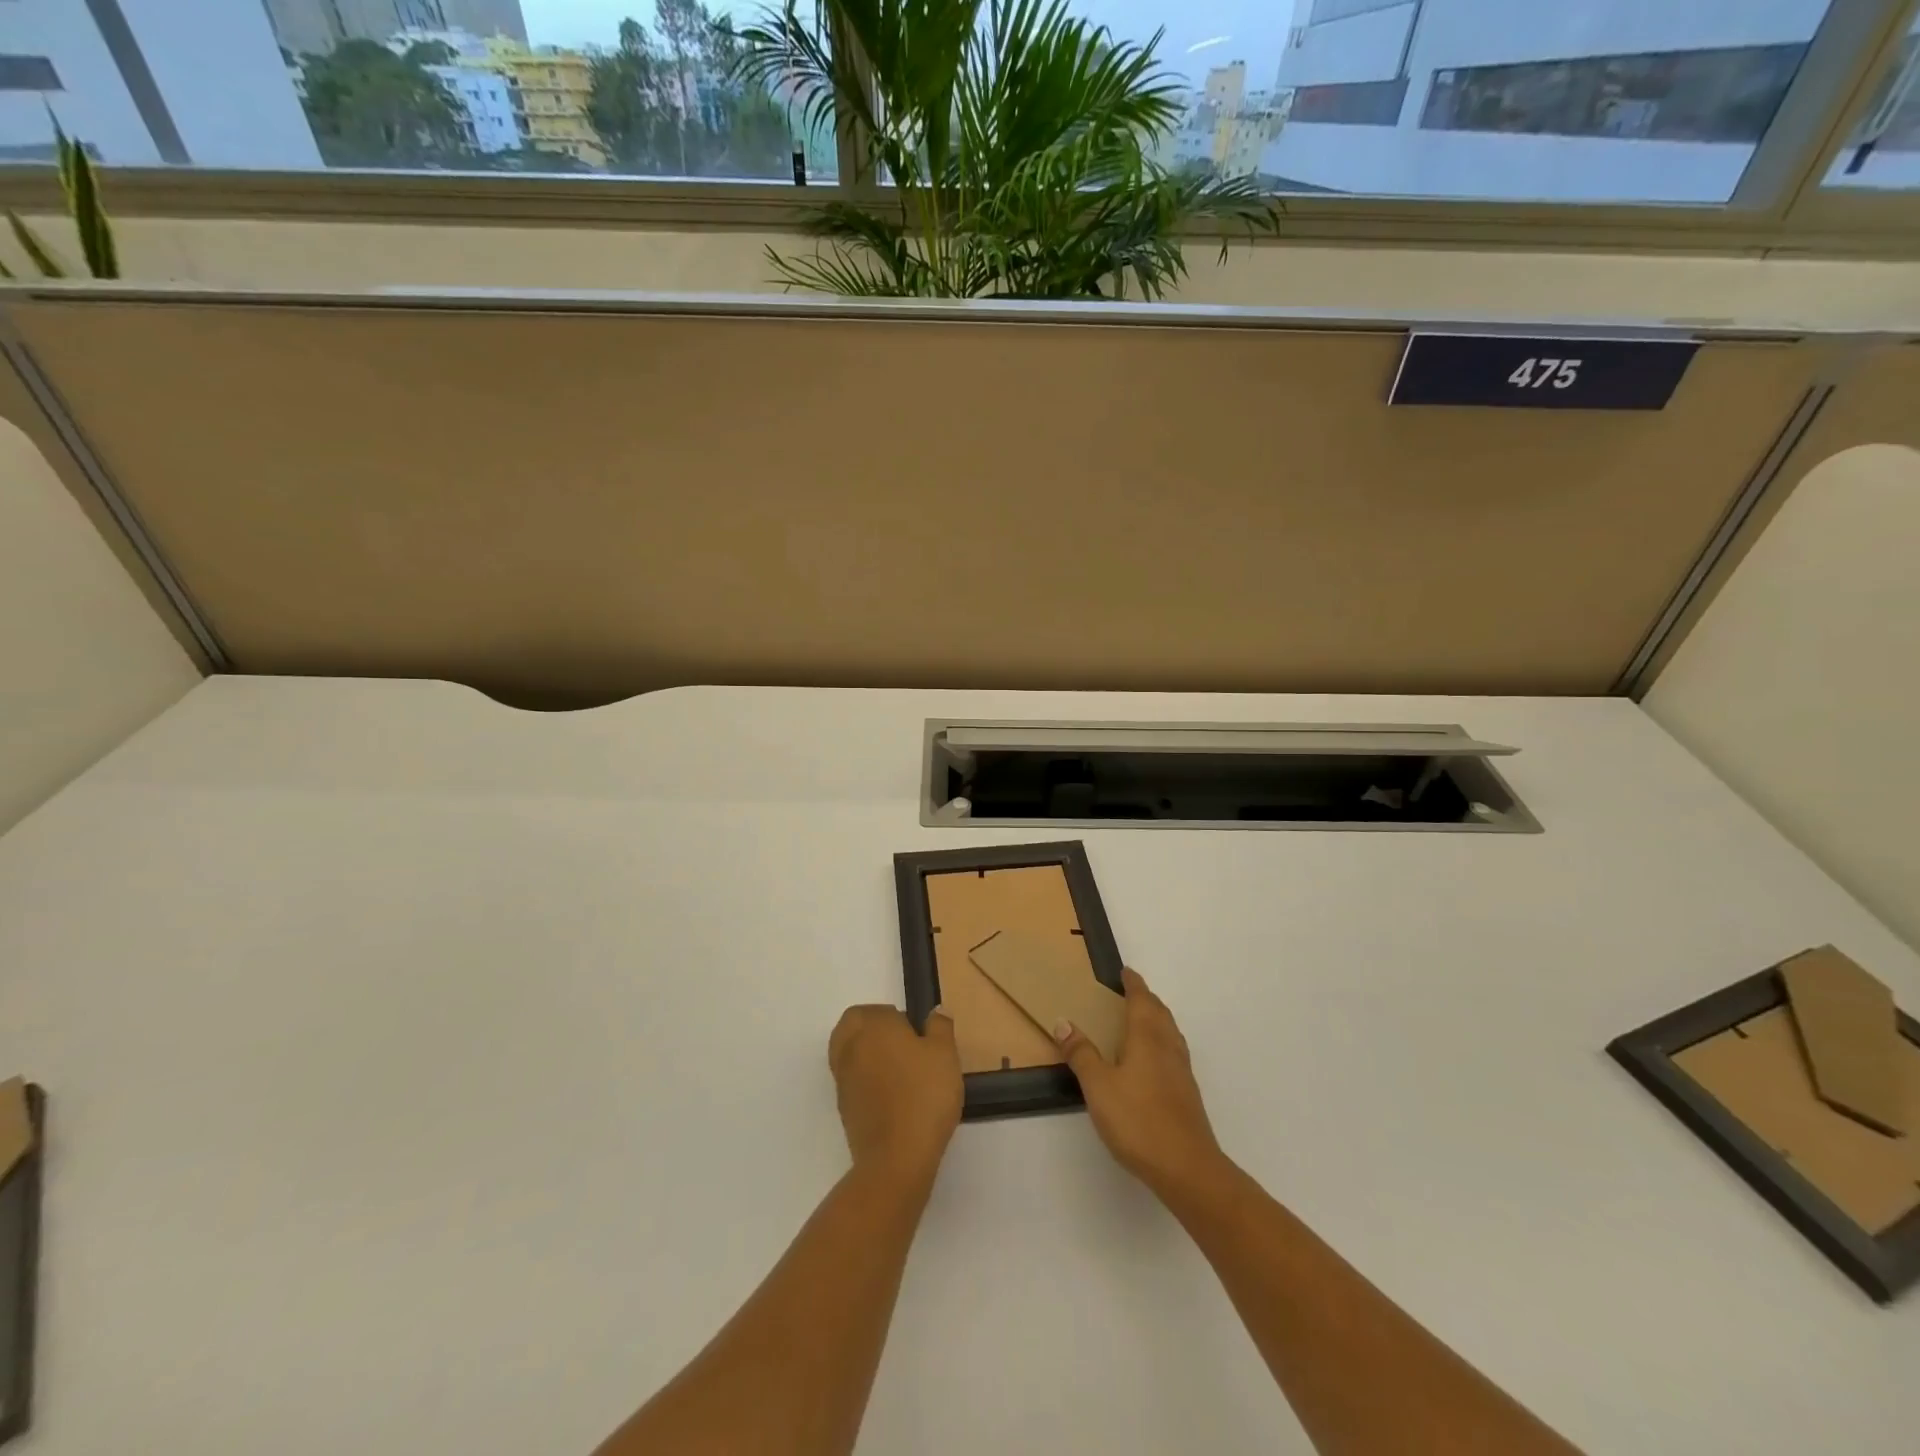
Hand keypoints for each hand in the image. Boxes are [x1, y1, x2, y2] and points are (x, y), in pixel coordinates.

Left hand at [828, 1006, 962, 1187]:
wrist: (897, 1156)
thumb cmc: (924, 1095)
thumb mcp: (945, 1054)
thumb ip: (940, 1027)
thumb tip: (935, 1011)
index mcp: (873, 1026)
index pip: (875, 1010)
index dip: (895, 1016)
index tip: (915, 1032)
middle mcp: (851, 1046)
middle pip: (852, 1025)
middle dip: (871, 1028)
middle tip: (901, 1043)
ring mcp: (843, 1078)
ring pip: (847, 1051)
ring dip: (865, 1052)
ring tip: (897, 1069)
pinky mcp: (843, 1107)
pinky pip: (851, 1080)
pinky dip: (864, 1079)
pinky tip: (890, 1095)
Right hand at [1055, 968, 1225, 1199]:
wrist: (1187, 1167)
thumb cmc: (1138, 1120)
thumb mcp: (1098, 1086)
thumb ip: (1081, 1054)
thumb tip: (1064, 1022)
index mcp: (1147, 1037)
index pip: (1141, 1000)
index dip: (1133, 984)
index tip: (1125, 972)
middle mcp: (1168, 1047)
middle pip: (1160, 1013)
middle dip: (1146, 999)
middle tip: (1130, 993)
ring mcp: (1182, 1071)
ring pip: (1170, 1033)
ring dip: (1157, 1019)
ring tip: (1141, 1021)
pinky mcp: (1188, 1093)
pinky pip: (1174, 1052)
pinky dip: (1162, 1042)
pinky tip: (1153, 1062)